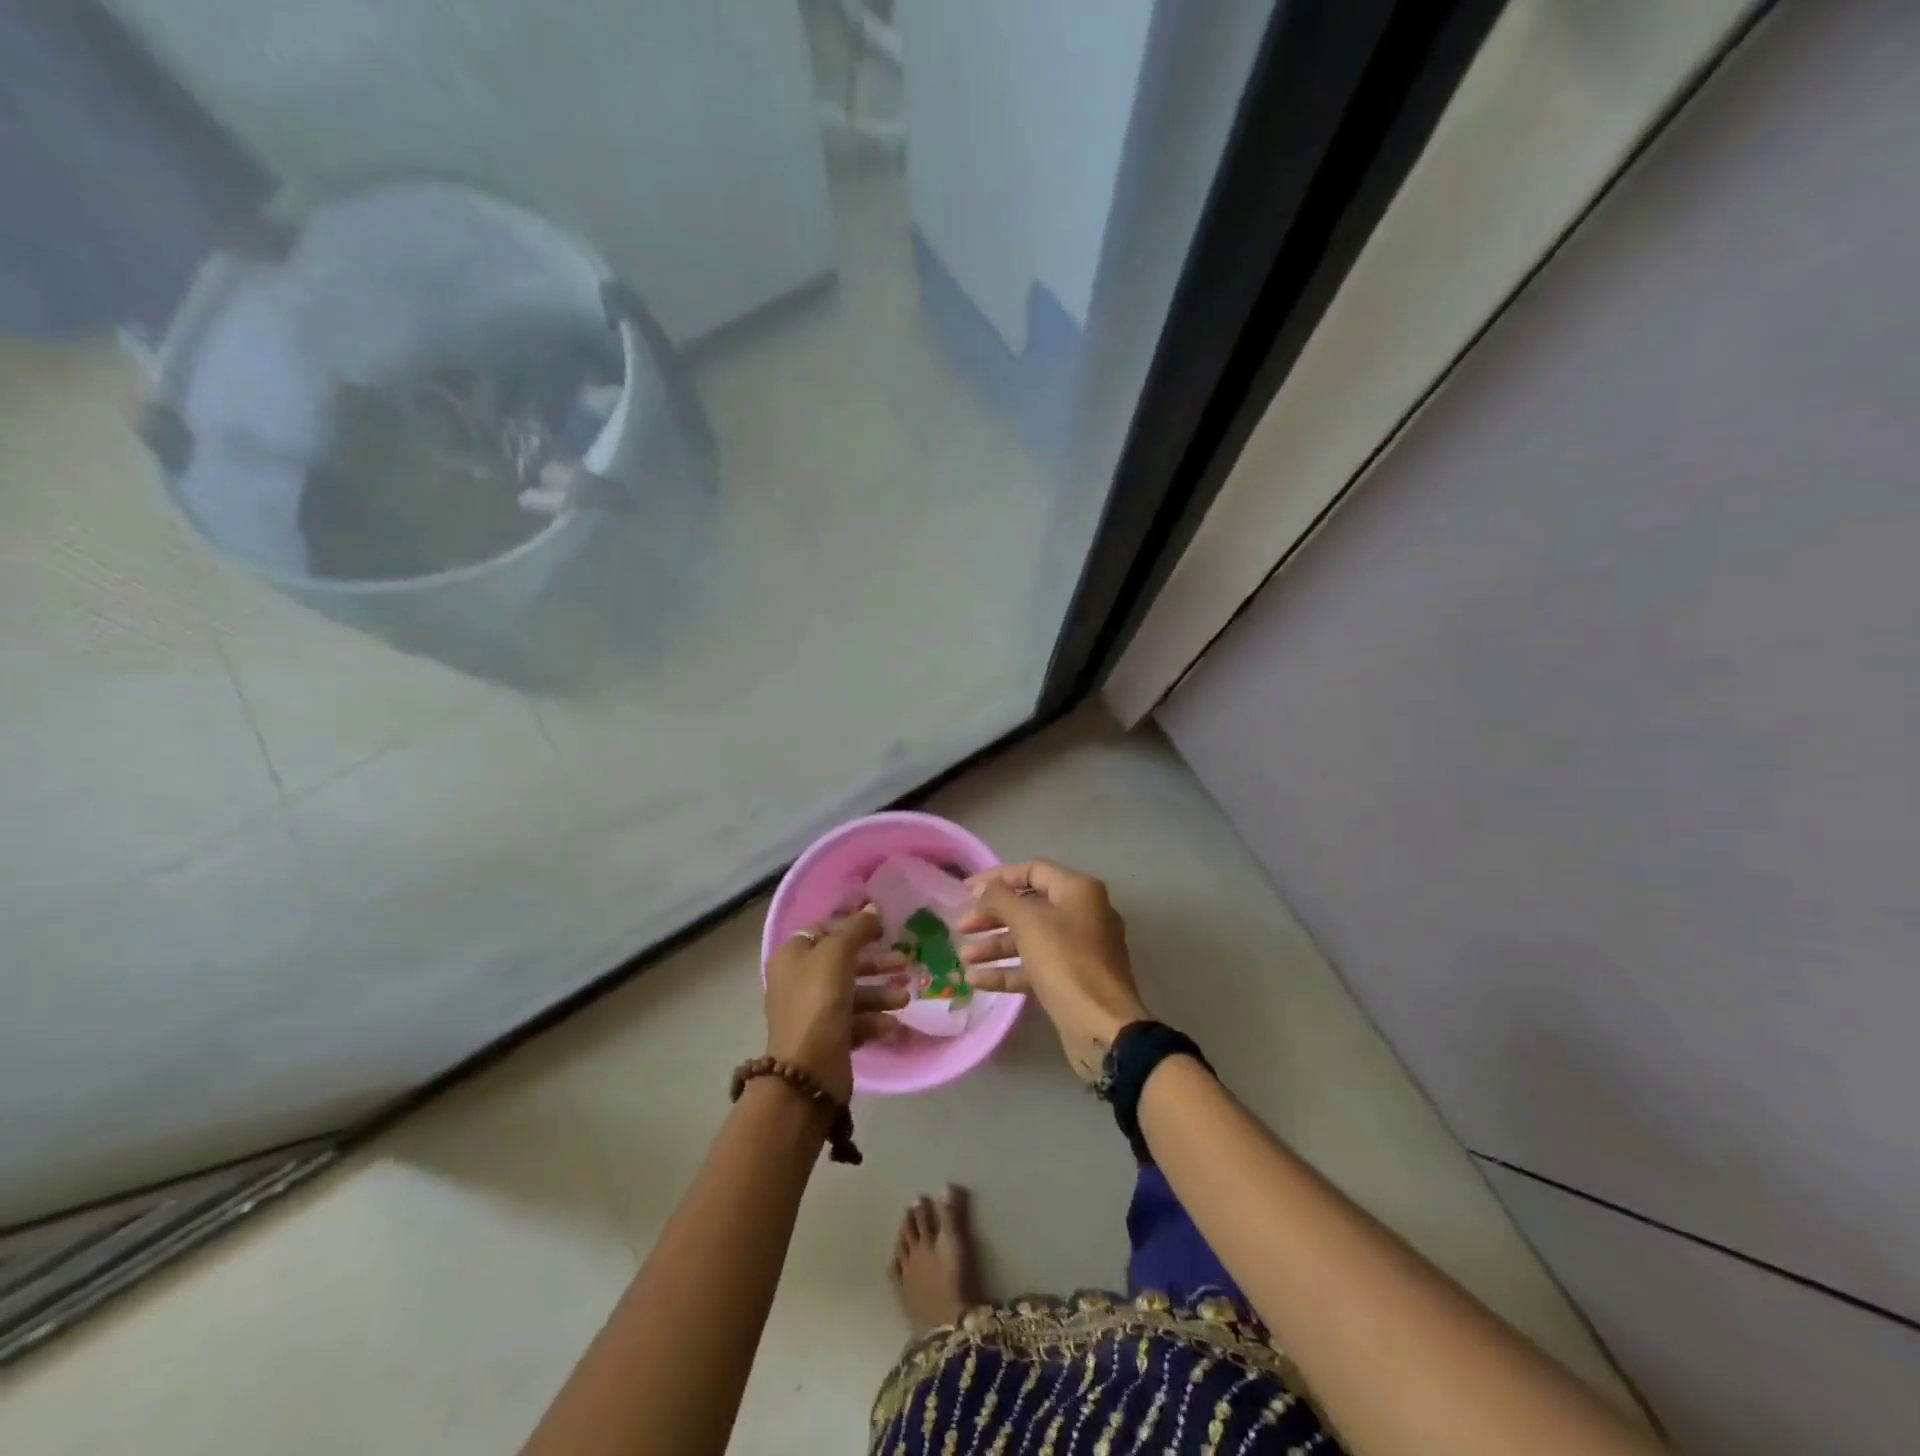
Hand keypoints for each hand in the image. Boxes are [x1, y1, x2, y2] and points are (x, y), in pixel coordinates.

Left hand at [764, 907, 909, 1103]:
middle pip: (842, 962)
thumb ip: (857, 929)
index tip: (881, 928)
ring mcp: (813, 1012)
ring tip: (905, 998)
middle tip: (903, 962)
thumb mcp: (837, 954)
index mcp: (792, 956)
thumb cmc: (818, 1001)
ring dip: (881, 993)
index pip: (824, 931)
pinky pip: (855, 1021)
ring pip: (852, 993)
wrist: (808, 1070)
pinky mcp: (828, 1038)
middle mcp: (799, 981)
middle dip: (875, 963)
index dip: (852, 927)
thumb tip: (872, 909)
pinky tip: (892, 1023)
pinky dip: (874, 1020)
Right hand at [959, 860, 1150, 1080]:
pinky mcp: (1073, 979)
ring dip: (996, 945)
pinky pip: (1036, 966)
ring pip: (1031, 938)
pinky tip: (977, 980)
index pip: (1032, 870)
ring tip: (964, 957)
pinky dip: (1009, 970)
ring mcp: (1080, 949)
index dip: (997, 877)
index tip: (966, 891)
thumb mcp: (1028, 923)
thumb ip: (1001, 899)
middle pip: (1029, 906)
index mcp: (1078, 891)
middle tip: (961, 927)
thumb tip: (984, 888)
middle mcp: (1083, 913)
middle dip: (993, 916)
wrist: (1103, 1027)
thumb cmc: (1065, 962)